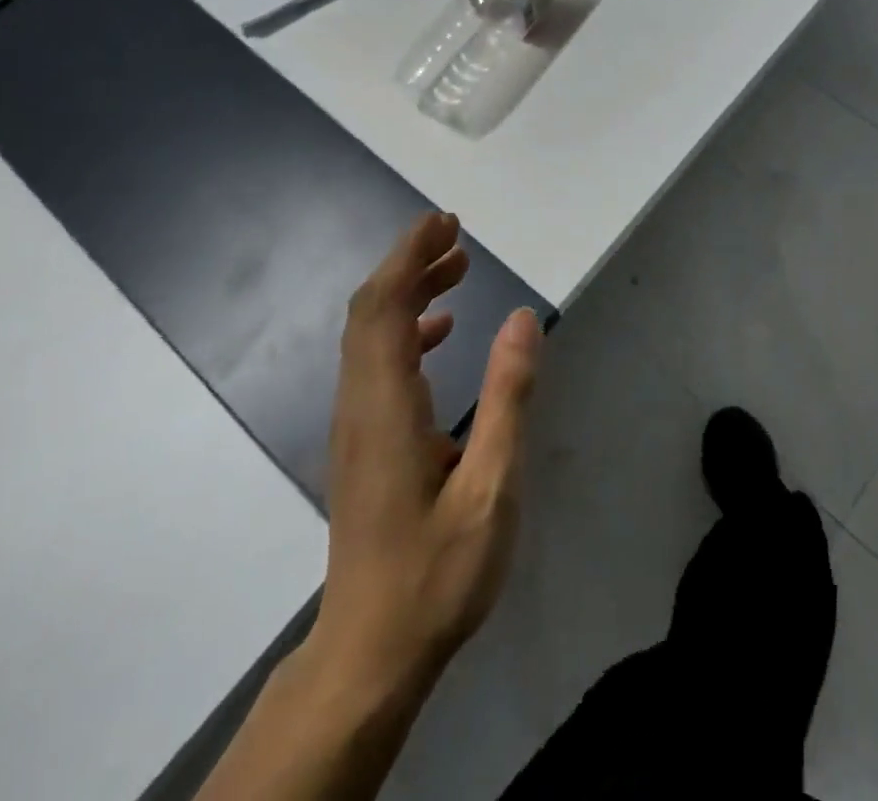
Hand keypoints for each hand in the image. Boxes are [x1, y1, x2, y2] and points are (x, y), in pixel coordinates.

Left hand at [304, 212, 541, 699]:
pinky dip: (405, 330)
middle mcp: (359, 404)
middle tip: (456, 235)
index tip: (445, 224)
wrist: (370, 654)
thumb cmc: (437, 572)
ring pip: (370, 335)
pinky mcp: (362, 443)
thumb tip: (521, 318)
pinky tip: (441, 333)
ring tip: (456, 270)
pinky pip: (375, 363)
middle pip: (371, 311)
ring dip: (408, 292)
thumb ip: (508, 396)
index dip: (410, 256)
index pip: (384, 307)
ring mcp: (355, 425)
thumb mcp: (491, 485)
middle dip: (409, 263)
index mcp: (385, 406)